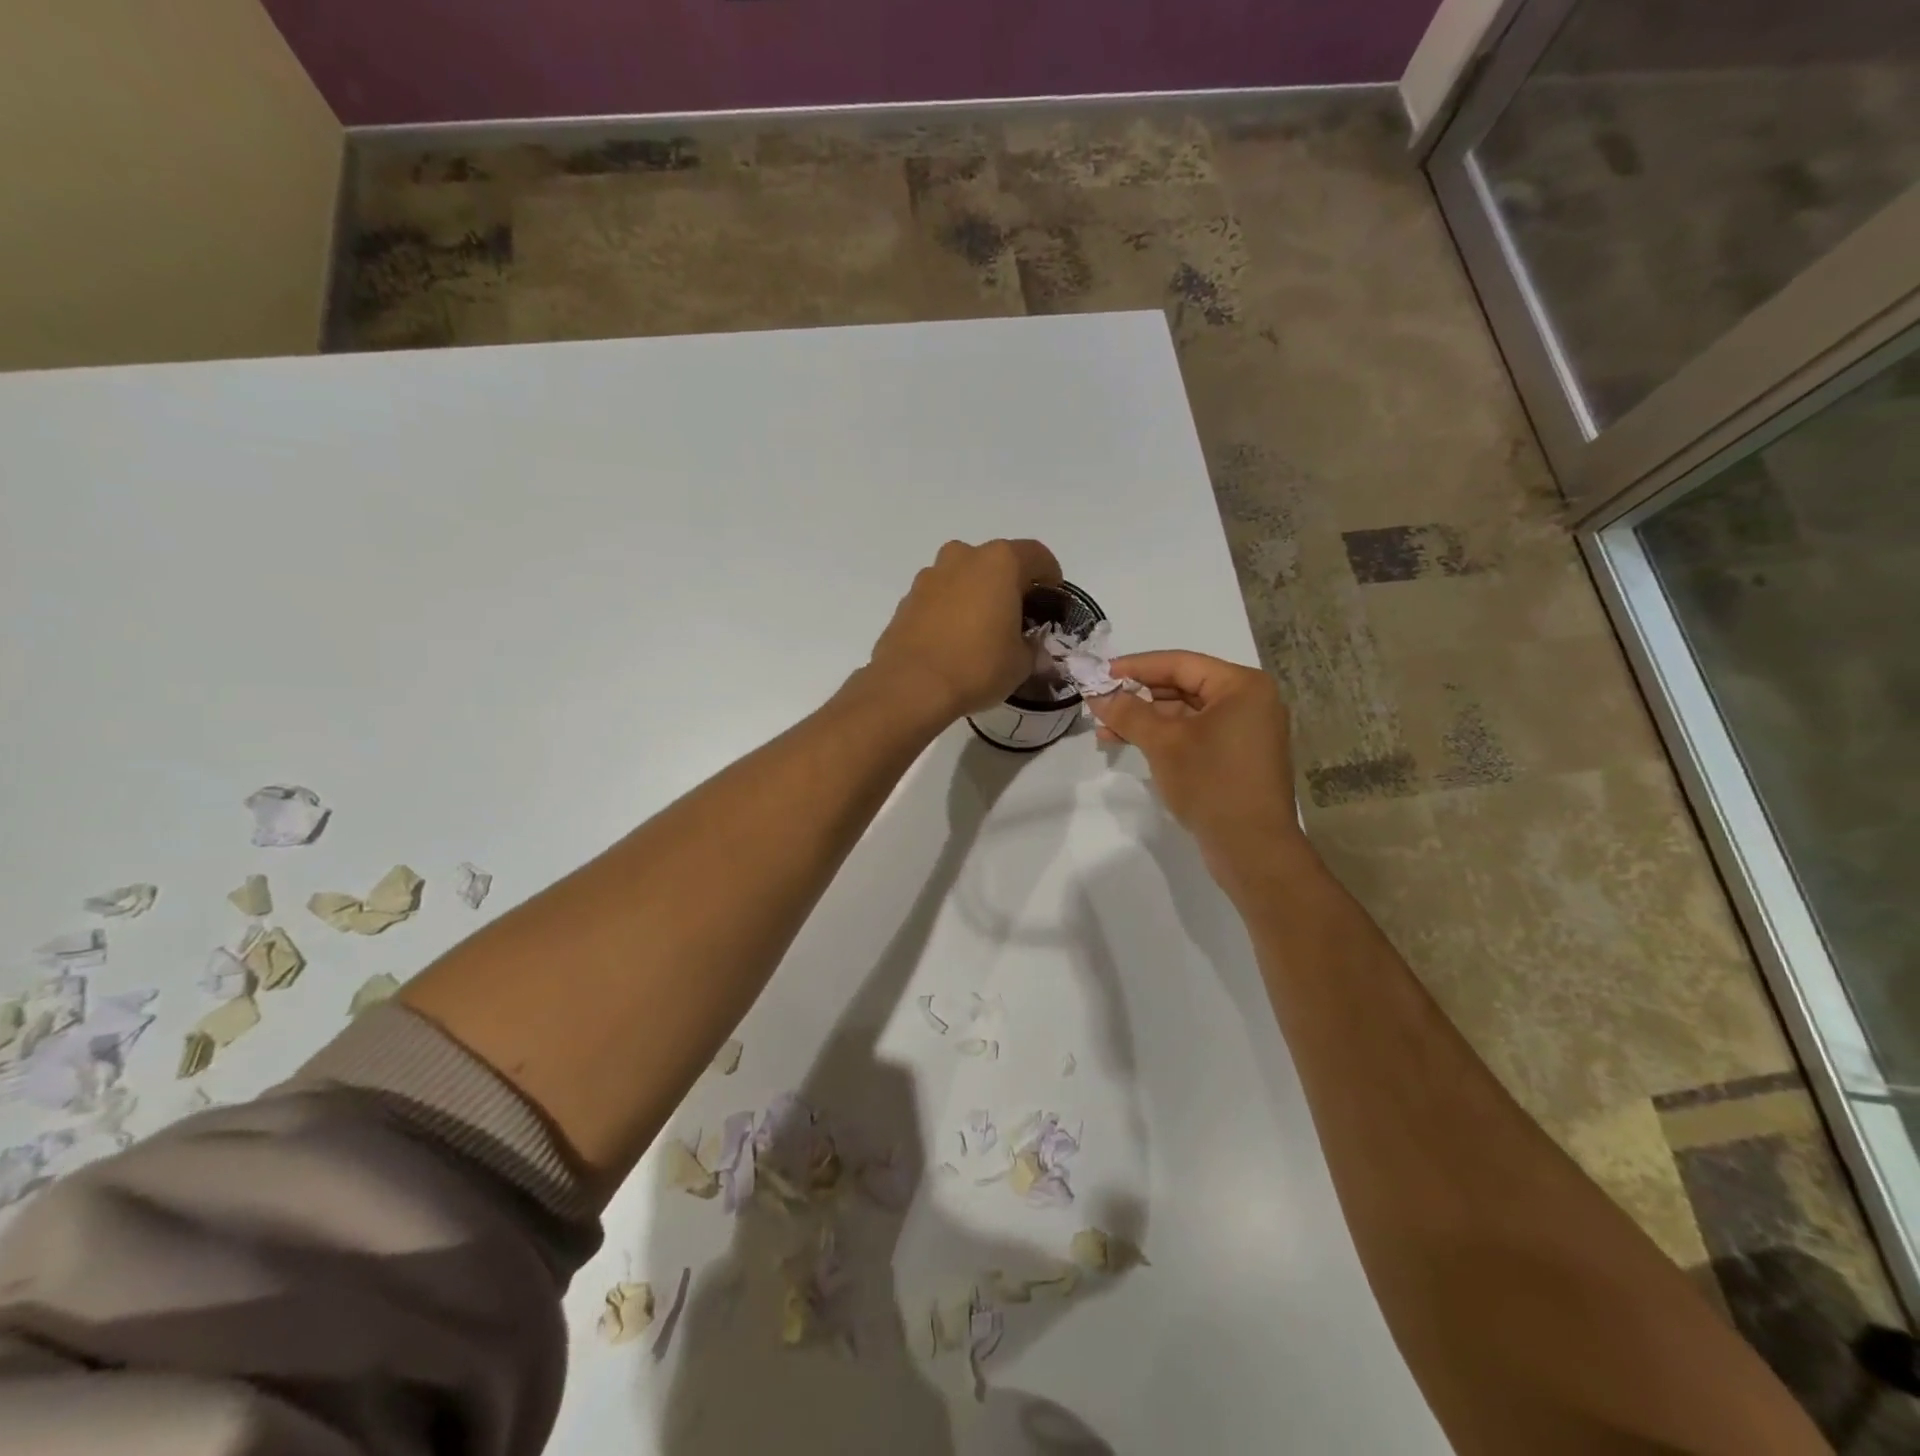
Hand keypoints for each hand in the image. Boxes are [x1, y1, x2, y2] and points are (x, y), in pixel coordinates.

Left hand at [868, 539, 1063, 721]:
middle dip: (1008, 584)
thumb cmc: (977, 666)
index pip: (1036, 555)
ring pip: (962, 577)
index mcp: (999, 563)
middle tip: (1016, 615)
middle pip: (995, 562)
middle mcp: (962, 558)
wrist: (911, 686)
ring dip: (975, 595)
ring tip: (981, 629)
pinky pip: (938, 598)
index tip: (1052, 596)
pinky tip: (953, 641)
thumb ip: (1032, 649)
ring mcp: (929, 577)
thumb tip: (1031, 650)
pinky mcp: (906, 600)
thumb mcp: (1021, 664)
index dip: (1050, 575)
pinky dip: (949, 611)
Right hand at [1088, 650, 1303, 864]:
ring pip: (1186, 714)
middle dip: (1138, 696)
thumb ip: (1128, 713)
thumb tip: (1097, 694)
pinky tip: (1132, 744)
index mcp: (1242, 686)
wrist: (1253, 849)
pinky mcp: (1237, 758)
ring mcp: (1246, 731)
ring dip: (1146, 719)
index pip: (1179, 663)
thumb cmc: (1211, 783)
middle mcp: (1249, 701)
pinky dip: (1164, 737)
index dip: (1135, 667)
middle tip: (1099, 704)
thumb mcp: (1163, 743)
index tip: (1099, 674)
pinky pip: (1195, 735)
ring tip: (1105, 729)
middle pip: (1183, 686)